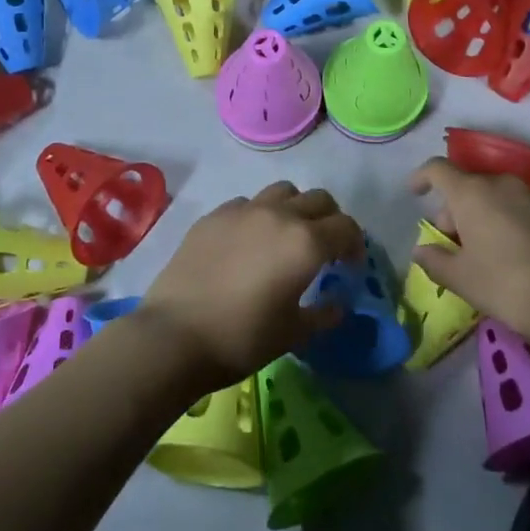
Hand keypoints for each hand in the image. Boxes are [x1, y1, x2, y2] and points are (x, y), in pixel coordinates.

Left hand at [140, 181, 362, 394]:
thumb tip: (337, 304)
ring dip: (294, 208)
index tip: (349, 266)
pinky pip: (247, 203)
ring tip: (285, 236)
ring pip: (283, 191)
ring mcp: (243, 210)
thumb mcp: (293, 334)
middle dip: (330, 220)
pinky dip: (258, 215)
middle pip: (318, 199)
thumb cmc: (242, 338)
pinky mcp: (214, 215)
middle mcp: (279, 215)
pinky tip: (247, 243)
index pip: (346, 227)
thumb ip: (323, 314)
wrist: (175, 335)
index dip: (355, 245)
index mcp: (306, 243)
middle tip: (324, 248)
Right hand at [409, 158, 529, 346]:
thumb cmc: (507, 285)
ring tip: (488, 252)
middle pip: (469, 187)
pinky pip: (524, 210)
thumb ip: (435, 261)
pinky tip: (521, 256)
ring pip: (498, 198)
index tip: (414, 192)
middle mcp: (503, 185)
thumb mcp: (462, 280)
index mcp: (472, 194)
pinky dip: (513, 223)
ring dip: (485, 216)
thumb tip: (421, 250)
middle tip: (455, 245)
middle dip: (455, 211)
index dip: (421, 177)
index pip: (437, 169)